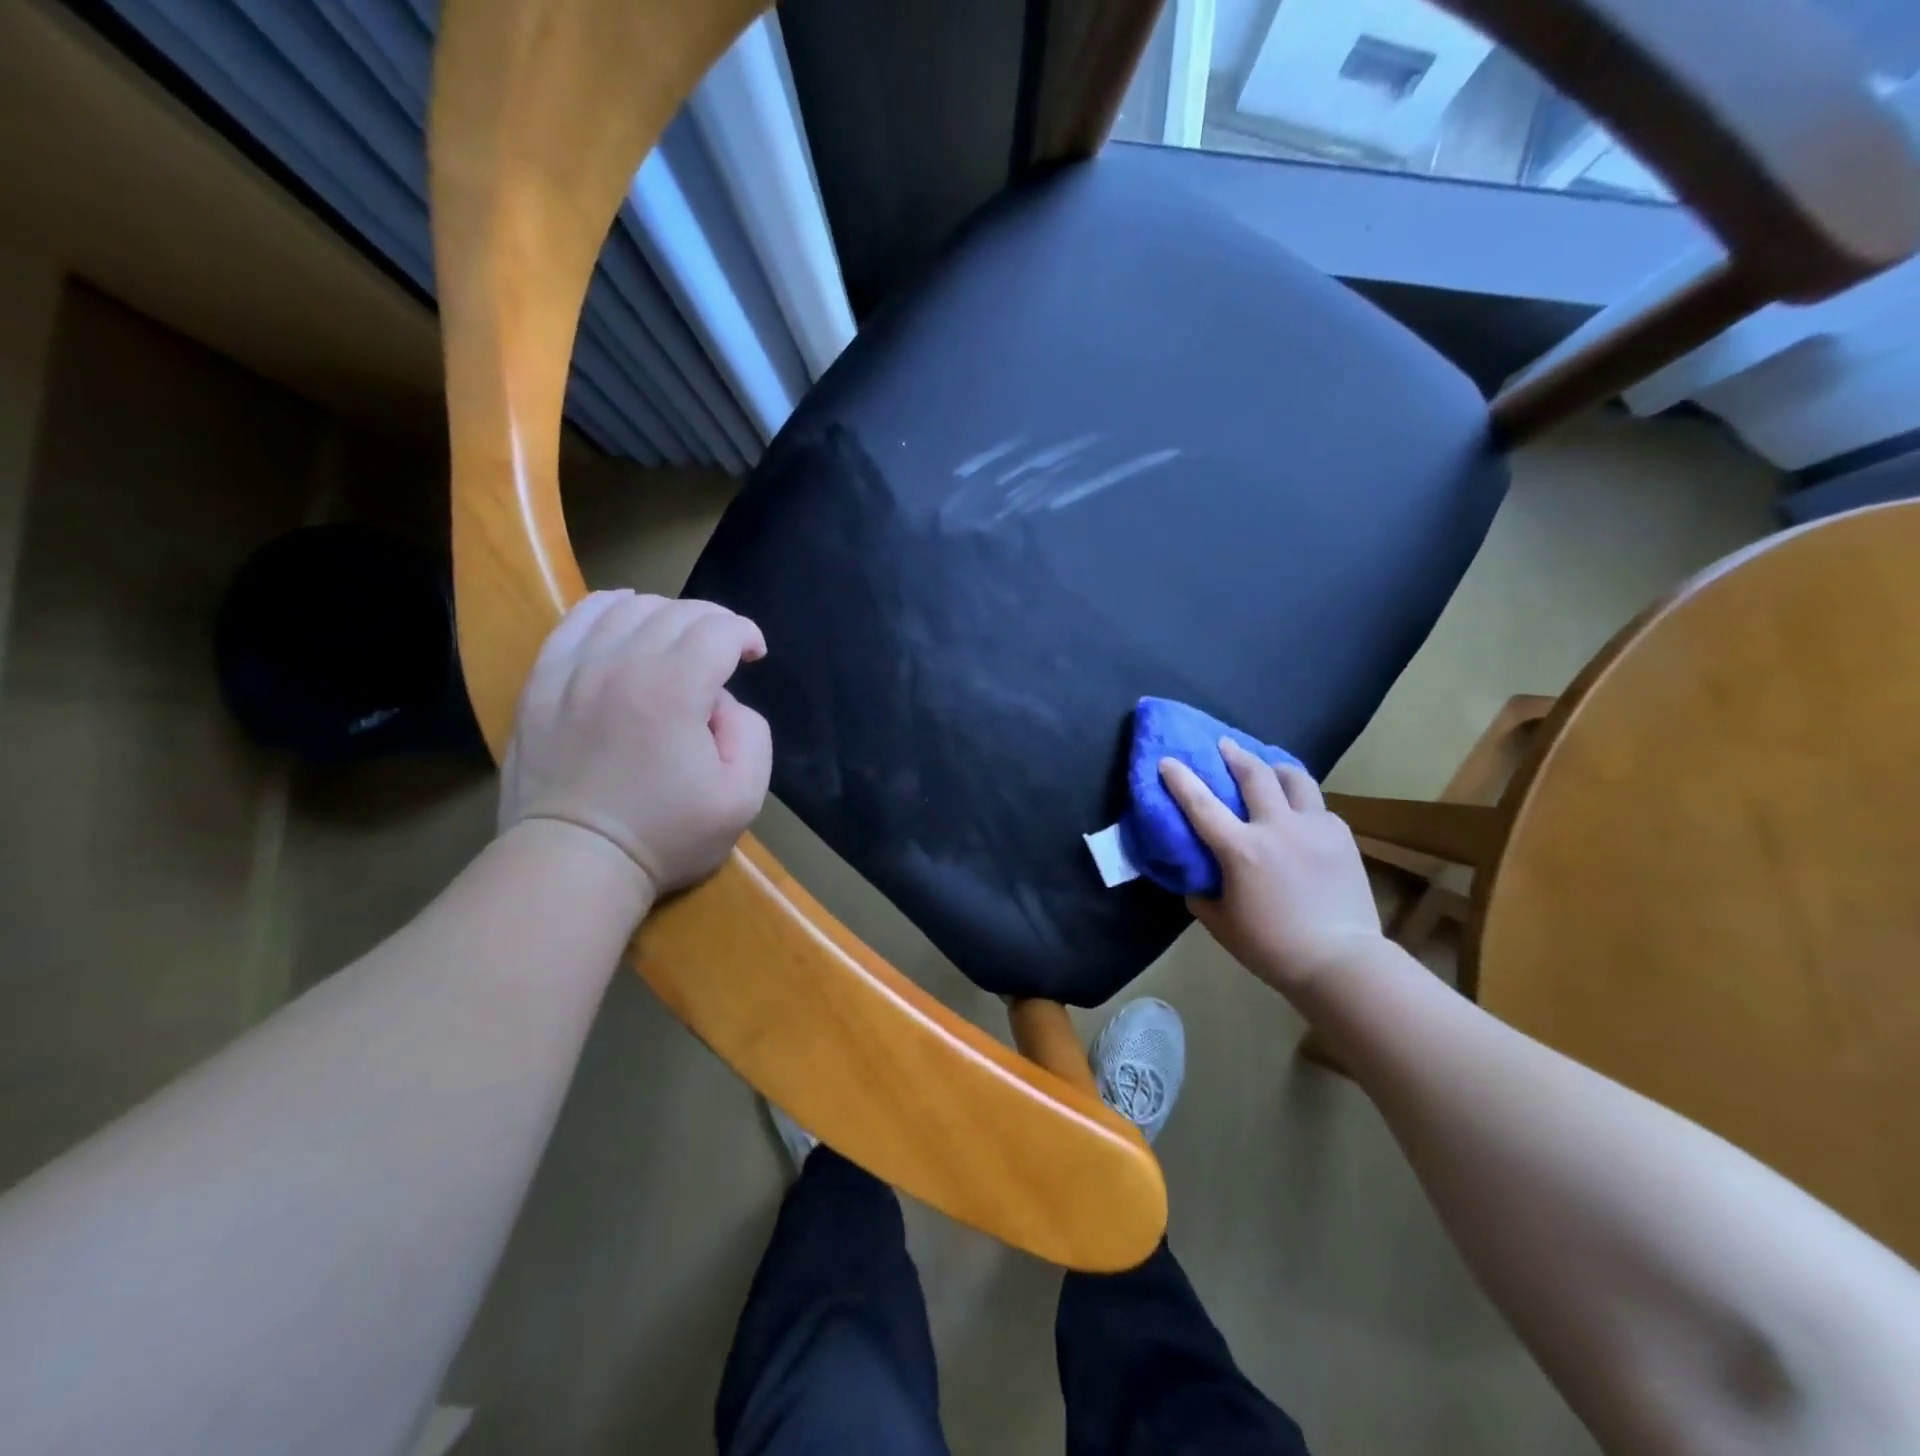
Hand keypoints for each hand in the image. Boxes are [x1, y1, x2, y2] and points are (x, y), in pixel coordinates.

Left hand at [499, 591, 771, 904]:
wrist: (574, 862)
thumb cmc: (665, 834)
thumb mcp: (743, 796)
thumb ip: (752, 733)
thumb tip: (721, 701)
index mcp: (675, 688)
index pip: (719, 628)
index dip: (746, 633)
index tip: (755, 655)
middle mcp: (623, 663)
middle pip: (677, 611)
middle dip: (713, 621)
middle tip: (725, 649)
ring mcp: (575, 669)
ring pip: (628, 608)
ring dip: (665, 613)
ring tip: (679, 638)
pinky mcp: (542, 682)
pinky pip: (576, 621)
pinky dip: (608, 607)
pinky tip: (623, 616)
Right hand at [1160, 740, 1384, 996]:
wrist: (1341, 961)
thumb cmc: (1272, 947)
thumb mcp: (1221, 923)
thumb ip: (1201, 893)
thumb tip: (1196, 876)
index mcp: (1241, 850)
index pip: (1201, 803)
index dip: (1181, 779)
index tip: (1167, 760)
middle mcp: (1277, 827)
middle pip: (1254, 774)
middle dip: (1234, 754)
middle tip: (1224, 744)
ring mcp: (1314, 827)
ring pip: (1294, 778)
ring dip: (1275, 767)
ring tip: (1268, 766)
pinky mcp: (1340, 836)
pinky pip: (1317, 806)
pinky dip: (1302, 801)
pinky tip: (1299, 813)